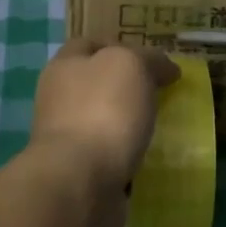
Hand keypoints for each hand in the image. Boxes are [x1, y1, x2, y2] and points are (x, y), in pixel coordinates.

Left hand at [28, 39, 178, 226]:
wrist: (80, 182)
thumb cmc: (103, 110)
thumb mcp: (131, 65)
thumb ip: (149, 59)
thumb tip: (166, 68)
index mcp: (64, 66)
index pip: (90, 44)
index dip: (120, 46)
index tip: (153, 60)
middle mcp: (60, 99)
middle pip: (98, 84)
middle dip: (128, 88)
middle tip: (164, 93)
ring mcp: (67, 139)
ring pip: (105, 122)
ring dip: (130, 125)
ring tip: (164, 127)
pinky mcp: (80, 174)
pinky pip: (110, 158)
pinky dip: (129, 158)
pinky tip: (152, 159)